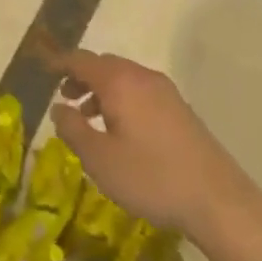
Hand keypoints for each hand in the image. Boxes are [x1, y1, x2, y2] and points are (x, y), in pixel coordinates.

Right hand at [52, 50, 255, 242]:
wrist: (218, 200)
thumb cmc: (151, 177)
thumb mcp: (99, 159)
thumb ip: (72, 129)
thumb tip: (58, 108)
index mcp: (120, 82)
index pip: (82, 60)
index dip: (60, 63)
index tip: (44, 70)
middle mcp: (143, 77)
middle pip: (105, 65)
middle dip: (81, 76)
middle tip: (64, 98)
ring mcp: (166, 92)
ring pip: (125, 78)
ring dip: (102, 90)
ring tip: (88, 117)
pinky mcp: (180, 109)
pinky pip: (141, 91)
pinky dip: (122, 99)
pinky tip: (120, 130)